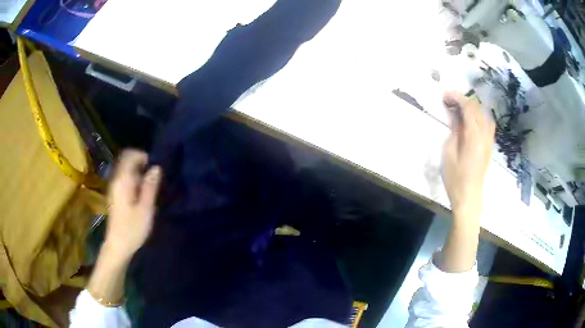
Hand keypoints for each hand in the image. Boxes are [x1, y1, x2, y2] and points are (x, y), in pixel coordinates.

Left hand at [104, 150, 161, 260]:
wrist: (118, 246)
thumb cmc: (132, 229)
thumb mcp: (145, 209)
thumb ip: (150, 186)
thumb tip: (156, 167)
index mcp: (123, 181)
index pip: (129, 155)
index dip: (143, 156)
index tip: (155, 166)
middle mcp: (116, 180)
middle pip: (126, 161)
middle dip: (141, 163)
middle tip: (154, 176)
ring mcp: (114, 188)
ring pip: (126, 170)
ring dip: (138, 173)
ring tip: (150, 185)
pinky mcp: (115, 195)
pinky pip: (125, 179)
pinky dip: (134, 180)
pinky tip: (142, 193)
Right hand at [441, 91, 494, 215]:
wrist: (469, 197)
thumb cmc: (455, 178)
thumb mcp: (449, 153)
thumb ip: (455, 131)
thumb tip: (456, 117)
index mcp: (474, 136)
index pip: (469, 108)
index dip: (457, 97)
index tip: (445, 95)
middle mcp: (485, 135)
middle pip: (477, 109)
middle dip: (463, 100)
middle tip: (448, 101)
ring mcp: (489, 141)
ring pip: (484, 115)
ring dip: (472, 107)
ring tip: (459, 108)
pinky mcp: (489, 146)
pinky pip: (487, 124)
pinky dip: (478, 116)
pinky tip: (471, 120)